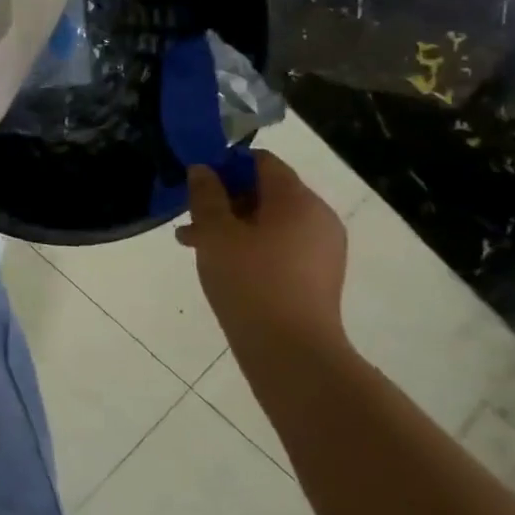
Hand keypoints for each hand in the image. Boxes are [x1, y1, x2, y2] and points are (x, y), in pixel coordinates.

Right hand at [177, 152, 348, 352]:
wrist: (291, 353)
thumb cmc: (249, 282)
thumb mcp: (215, 233)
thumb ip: (206, 195)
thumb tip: (203, 169)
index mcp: (297, 199)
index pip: (262, 161)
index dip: (226, 165)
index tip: (198, 184)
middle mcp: (318, 216)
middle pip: (267, 191)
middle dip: (226, 200)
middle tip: (191, 219)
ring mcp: (323, 249)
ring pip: (271, 222)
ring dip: (234, 226)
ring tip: (196, 246)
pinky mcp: (319, 276)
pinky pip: (282, 246)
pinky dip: (253, 247)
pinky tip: (223, 266)